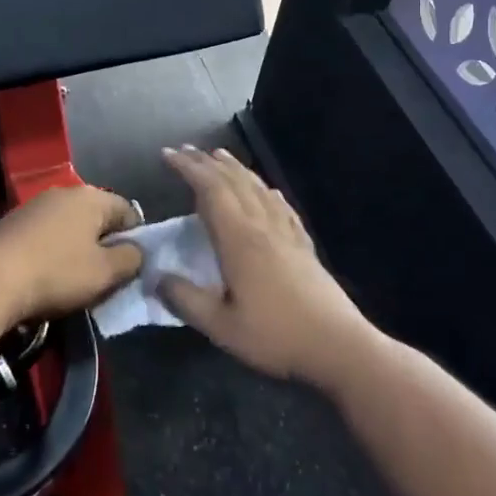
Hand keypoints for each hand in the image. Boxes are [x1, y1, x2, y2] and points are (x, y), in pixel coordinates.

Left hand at [0, 185, 143, 326]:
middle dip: (105, 244)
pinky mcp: (12, 221)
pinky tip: (46, 274)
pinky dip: (53, 250)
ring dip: (77, 248)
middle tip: (105, 276)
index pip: (129, 211)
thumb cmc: (56, 274)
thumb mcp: (105, 273)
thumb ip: (131, 259)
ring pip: (70, 225)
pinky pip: (46, 233)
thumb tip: (137, 251)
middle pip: (97, 217)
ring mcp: (35, 204)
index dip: (136, 239)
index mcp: (91, 197)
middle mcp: (64, 192)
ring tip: (75, 279)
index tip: (131, 267)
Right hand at [158, 147, 374, 389]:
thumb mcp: (221, 326)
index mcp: (239, 239)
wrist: (338, 346)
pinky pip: (281, 206)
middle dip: (206, 162)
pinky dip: (266, 190)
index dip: (188, 168)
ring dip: (235, 169)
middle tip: (184, 150)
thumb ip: (186, 300)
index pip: (209, 190)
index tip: (167, 154)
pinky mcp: (303, 245)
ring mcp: (286, 233)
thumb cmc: (276, 336)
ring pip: (258, 188)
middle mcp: (262, 225)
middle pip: (233, 181)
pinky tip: (268, 190)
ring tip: (219, 156)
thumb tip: (157, 277)